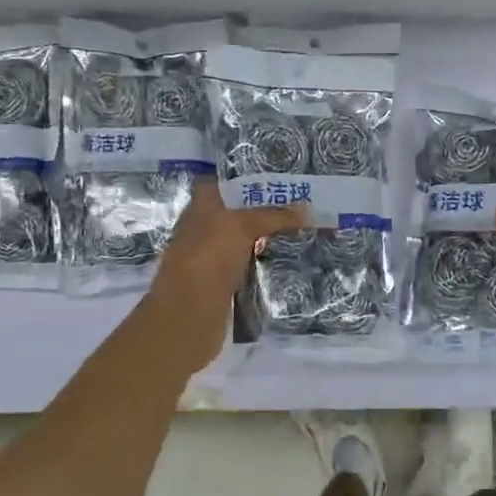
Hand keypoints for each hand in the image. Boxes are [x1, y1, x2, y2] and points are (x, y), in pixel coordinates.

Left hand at [144, 179, 306, 374]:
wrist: (188, 318)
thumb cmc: (208, 260)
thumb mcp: (241, 226)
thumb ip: (273, 215)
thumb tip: (307, 209)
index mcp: (201, 207)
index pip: (226, 182)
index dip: (250, 177)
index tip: (282, 177)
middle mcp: (205, 228)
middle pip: (239, 211)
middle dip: (267, 208)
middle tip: (304, 203)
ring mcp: (212, 258)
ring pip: (245, 240)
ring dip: (269, 237)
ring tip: (304, 228)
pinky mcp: (223, 284)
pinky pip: (249, 266)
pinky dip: (265, 262)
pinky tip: (288, 260)